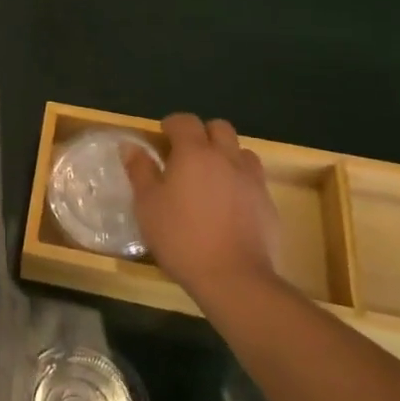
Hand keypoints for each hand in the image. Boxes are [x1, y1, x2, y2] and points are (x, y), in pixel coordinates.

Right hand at [124, 114, 284, 302]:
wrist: (234, 279)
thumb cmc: (182, 238)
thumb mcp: (148, 206)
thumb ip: (140, 171)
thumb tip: (130, 146)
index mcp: (195, 153)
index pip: (185, 121)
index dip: (172, 124)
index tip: (162, 137)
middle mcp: (226, 158)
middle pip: (219, 128)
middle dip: (203, 134)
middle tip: (187, 155)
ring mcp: (252, 180)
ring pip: (241, 152)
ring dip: (226, 156)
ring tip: (212, 178)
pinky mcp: (268, 204)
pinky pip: (254, 180)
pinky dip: (241, 183)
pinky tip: (230, 206)